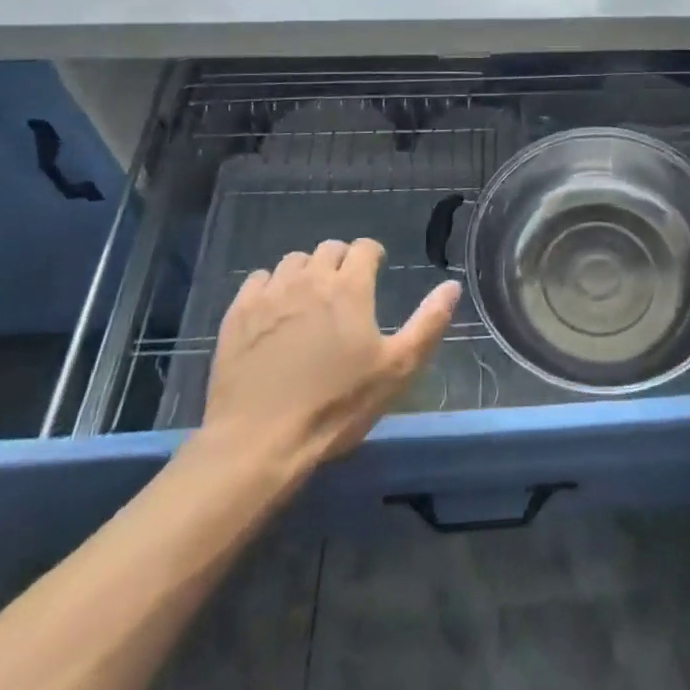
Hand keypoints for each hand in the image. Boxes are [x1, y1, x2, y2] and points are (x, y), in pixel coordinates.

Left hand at [197, 238, 459, 475]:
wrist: (259, 442)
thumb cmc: (336, 405)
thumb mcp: (396, 369)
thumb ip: (428, 322)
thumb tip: (452, 285)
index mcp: (350, 286)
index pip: (365, 247)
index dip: (374, 257)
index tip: (376, 274)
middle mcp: (310, 278)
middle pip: (329, 249)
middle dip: (341, 262)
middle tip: (344, 291)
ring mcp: (270, 293)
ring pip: (293, 261)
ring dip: (306, 272)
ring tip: (309, 300)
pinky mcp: (237, 313)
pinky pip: (257, 280)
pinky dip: (270, 287)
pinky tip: (273, 312)